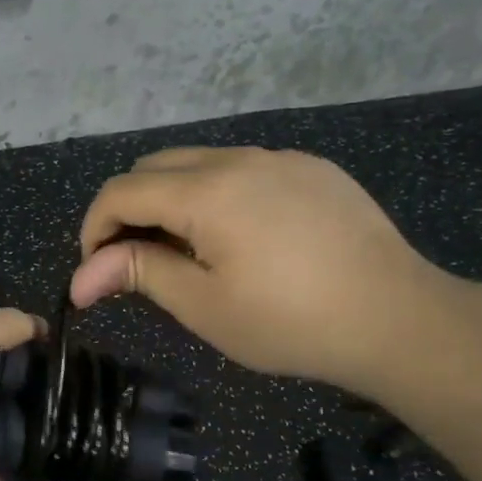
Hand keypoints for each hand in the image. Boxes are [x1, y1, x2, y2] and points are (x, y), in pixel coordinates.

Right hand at [71, 146, 453, 396]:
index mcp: (206, 192)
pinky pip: (244, 169)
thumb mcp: (204, 306)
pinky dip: (218, 195)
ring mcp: (281, 158)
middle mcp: (239, 158)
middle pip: (154, 167)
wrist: (399, 319)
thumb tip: (82, 277)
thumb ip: (140, 273)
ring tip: (190, 253)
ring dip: (173, 200)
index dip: (95, 229)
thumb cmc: (291, 322)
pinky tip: (244, 239)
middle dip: (130, 210)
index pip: (121, 192)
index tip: (99, 272)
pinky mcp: (313, 169)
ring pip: (199, 162)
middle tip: (139, 262)